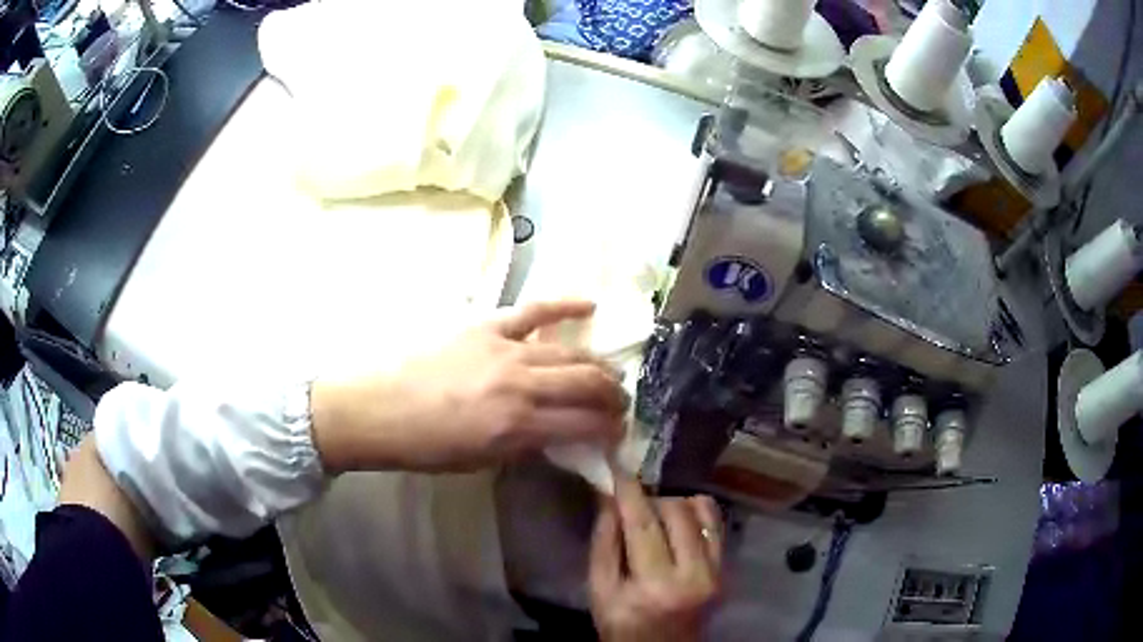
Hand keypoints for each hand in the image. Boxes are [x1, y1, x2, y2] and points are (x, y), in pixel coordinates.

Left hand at [310, 301, 628, 472]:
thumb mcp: (478, 460)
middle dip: (613, 396)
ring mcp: (506, 349)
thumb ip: (523, 446)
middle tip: (619, 404)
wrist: (373, 407)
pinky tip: (589, 306)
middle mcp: (521, 384)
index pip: (584, 425)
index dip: (609, 430)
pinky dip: (565, 306)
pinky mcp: (486, 325)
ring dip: (598, 365)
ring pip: (570, 353)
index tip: (617, 433)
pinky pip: (534, 311)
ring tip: (609, 373)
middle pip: (587, 384)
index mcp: (517, 426)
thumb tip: (553, 436)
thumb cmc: (422, 445)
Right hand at [589, 474, 722, 641]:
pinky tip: (679, 520)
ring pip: (701, 511)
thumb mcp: (600, 591)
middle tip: (633, 504)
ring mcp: (716, 571)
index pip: (642, 524)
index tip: (618, 465)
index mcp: (654, 585)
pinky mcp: (727, 570)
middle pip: (675, 511)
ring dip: (674, 504)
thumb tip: (609, 498)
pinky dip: (697, 513)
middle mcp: (693, 574)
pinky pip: (716, 524)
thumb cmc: (622, 626)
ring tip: (656, 515)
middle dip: (651, 499)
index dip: (629, 491)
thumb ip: (604, 543)